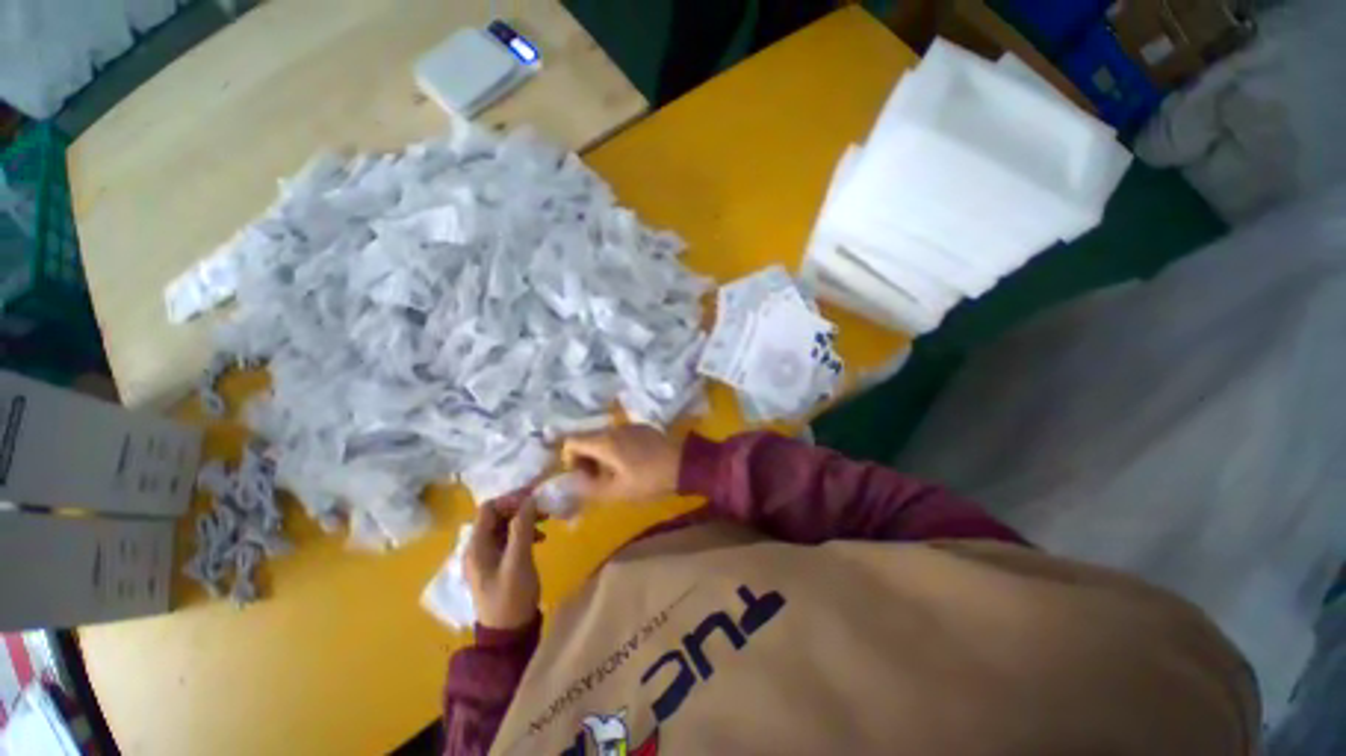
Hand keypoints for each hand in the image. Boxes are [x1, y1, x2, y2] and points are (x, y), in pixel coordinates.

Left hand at [465, 493, 541, 629]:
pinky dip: (525, 532)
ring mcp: (488, 556)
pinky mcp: (499, 564)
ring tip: (546, 521)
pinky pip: (510, 538)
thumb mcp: (518, 561)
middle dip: (520, 508)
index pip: (489, 508)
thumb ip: (522, 528)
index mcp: (476, 546)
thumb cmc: (511, 597)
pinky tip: (540, 538)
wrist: (509, 634)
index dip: (511, 500)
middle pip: (497, 515)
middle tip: (544, 509)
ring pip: (505, 526)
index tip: (535, 500)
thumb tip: (529, 499)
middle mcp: (478, 547)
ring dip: (524, 519)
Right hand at [560, 424, 681, 503]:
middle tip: (598, 479)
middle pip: (587, 438)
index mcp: (604, 442)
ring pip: (604, 437)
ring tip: (615, 474)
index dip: (570, 460)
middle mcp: (613, 428)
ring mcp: (629, 426)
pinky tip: (631, 464)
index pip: (571, 441)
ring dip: (601, 455)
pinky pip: (619, 436)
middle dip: (586, 459)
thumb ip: (589, 487)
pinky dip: (616, 448)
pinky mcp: (642, 428)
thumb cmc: (649, 480)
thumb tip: (573, 480)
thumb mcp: (617, 492)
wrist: (684, 464)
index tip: (583, 477)